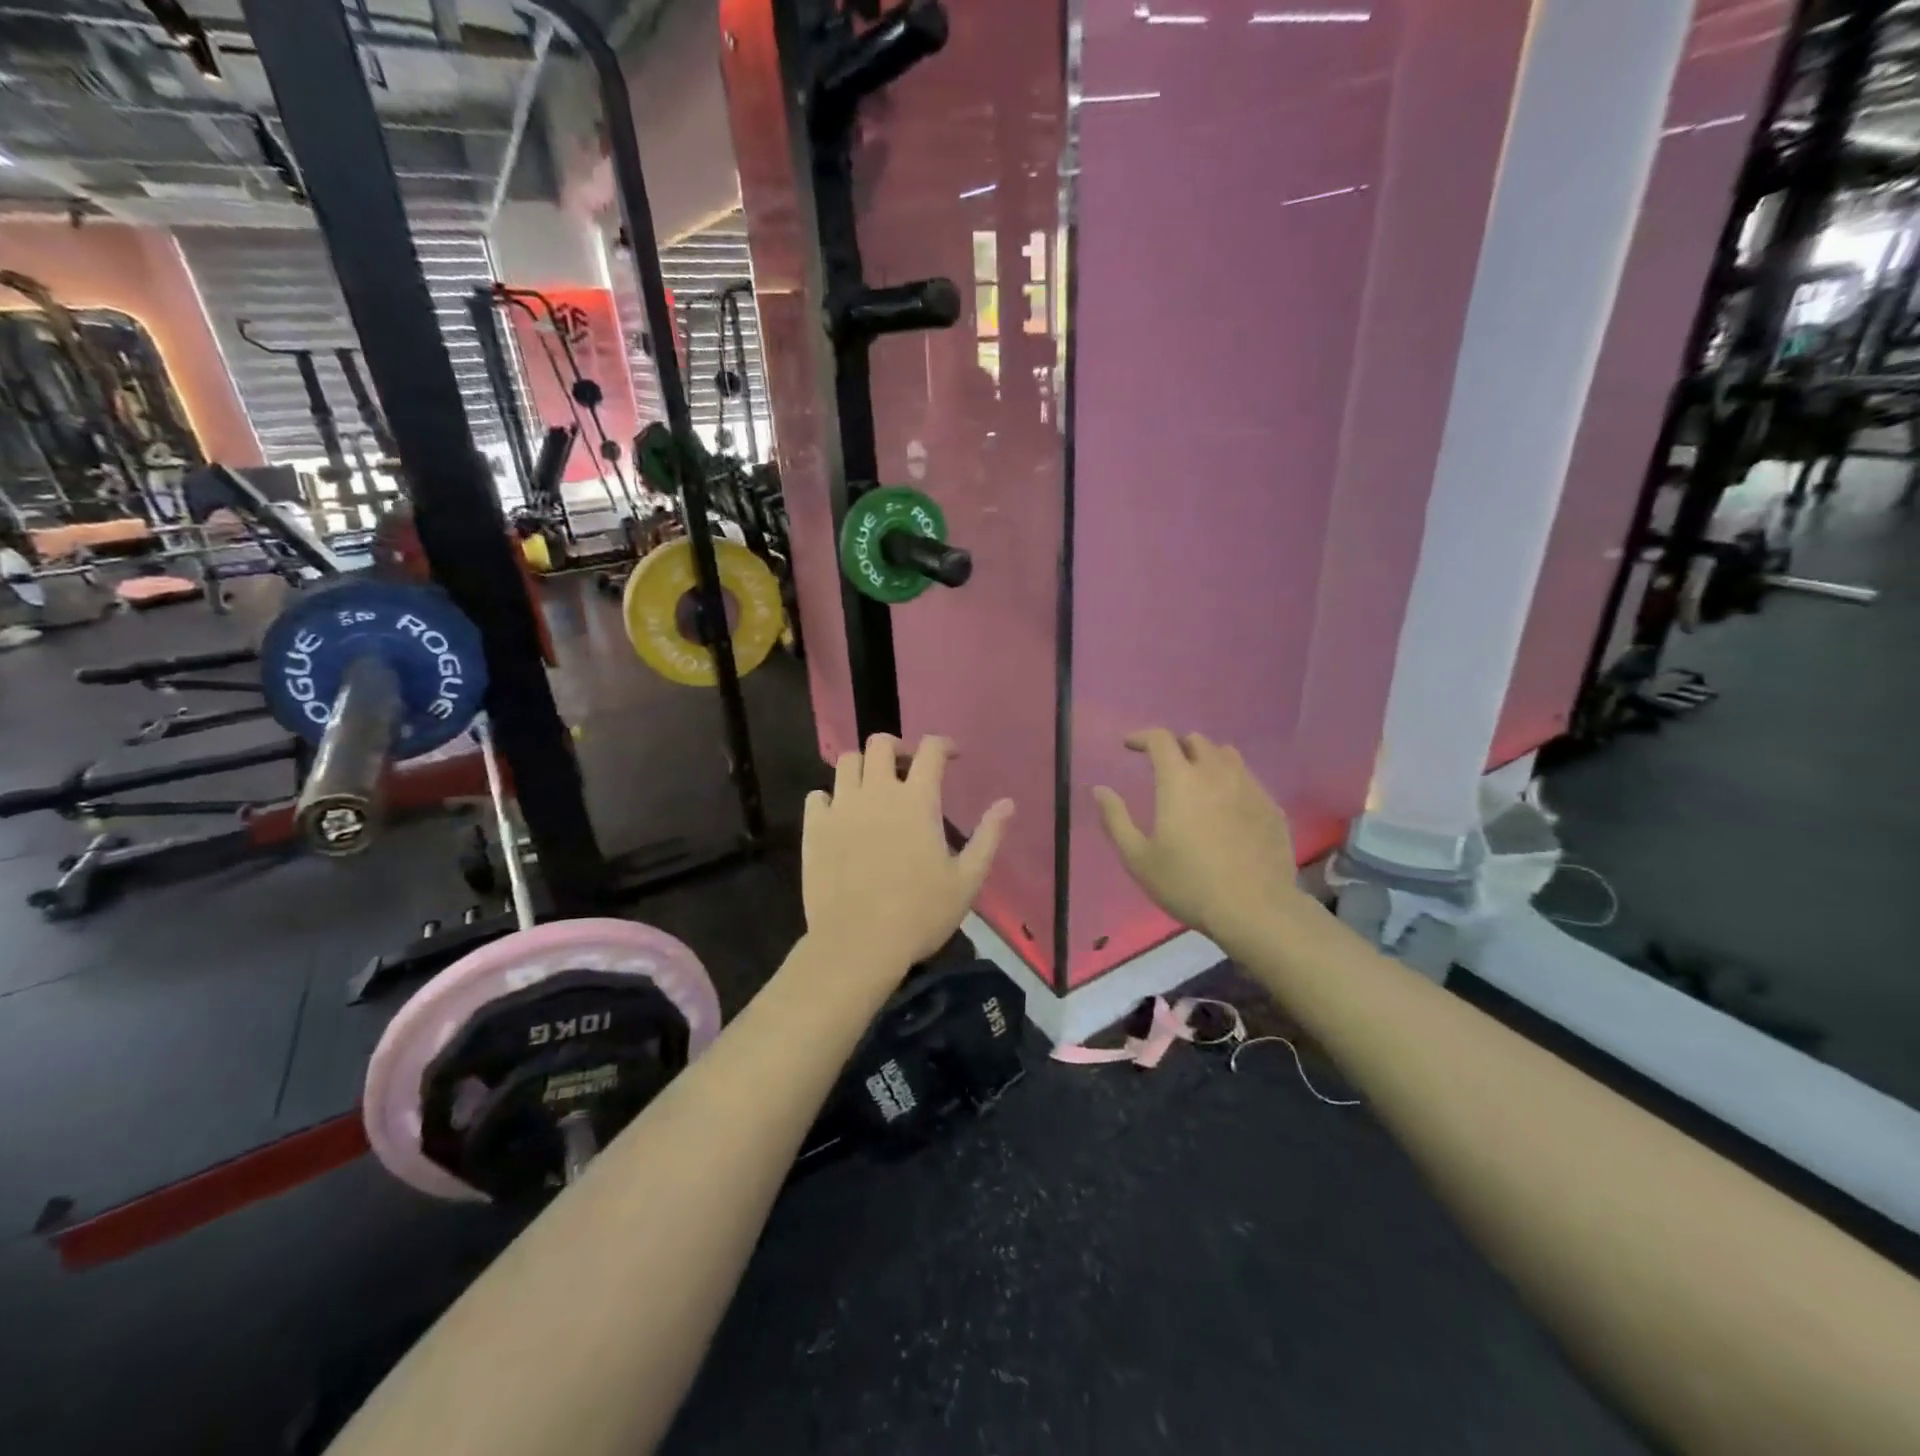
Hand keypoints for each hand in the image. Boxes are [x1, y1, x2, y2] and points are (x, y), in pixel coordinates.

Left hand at [802, 735, 1013, 974]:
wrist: (858, 944)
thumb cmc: (920, 914)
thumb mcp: (967, 880)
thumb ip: (988, 836)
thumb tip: (1007, 802)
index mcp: (917, 801)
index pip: (931, 750)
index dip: (944, 744)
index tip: (951, 756)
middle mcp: (877, 792)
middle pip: (881, 744)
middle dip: (898, 747)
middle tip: (907, 769)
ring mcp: (841, 808)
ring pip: (847, 762)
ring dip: (864, 767)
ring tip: (873, 789)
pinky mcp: (815, 829)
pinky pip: (817, 796)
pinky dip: (830, 798)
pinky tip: (841, 816)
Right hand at [1093, 729, 1302, 940]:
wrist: (1255, 910)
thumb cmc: (1188, 883)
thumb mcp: (1138, 858)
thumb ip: (1115, 819)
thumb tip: (1100, 789)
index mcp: (1180, 780)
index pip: (1161, 739)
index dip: (1142, 736)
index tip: (1129, 746)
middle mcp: (1216, 774)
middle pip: (1196, 741)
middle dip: (1176, 746)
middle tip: (1163, 766)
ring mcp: (1250, 788)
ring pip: (1227, 756)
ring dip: (1206, 759)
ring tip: (1197, 780)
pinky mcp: (1272, 808)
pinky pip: (1249, 780)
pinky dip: (1232, 782)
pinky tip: (1227, 808)